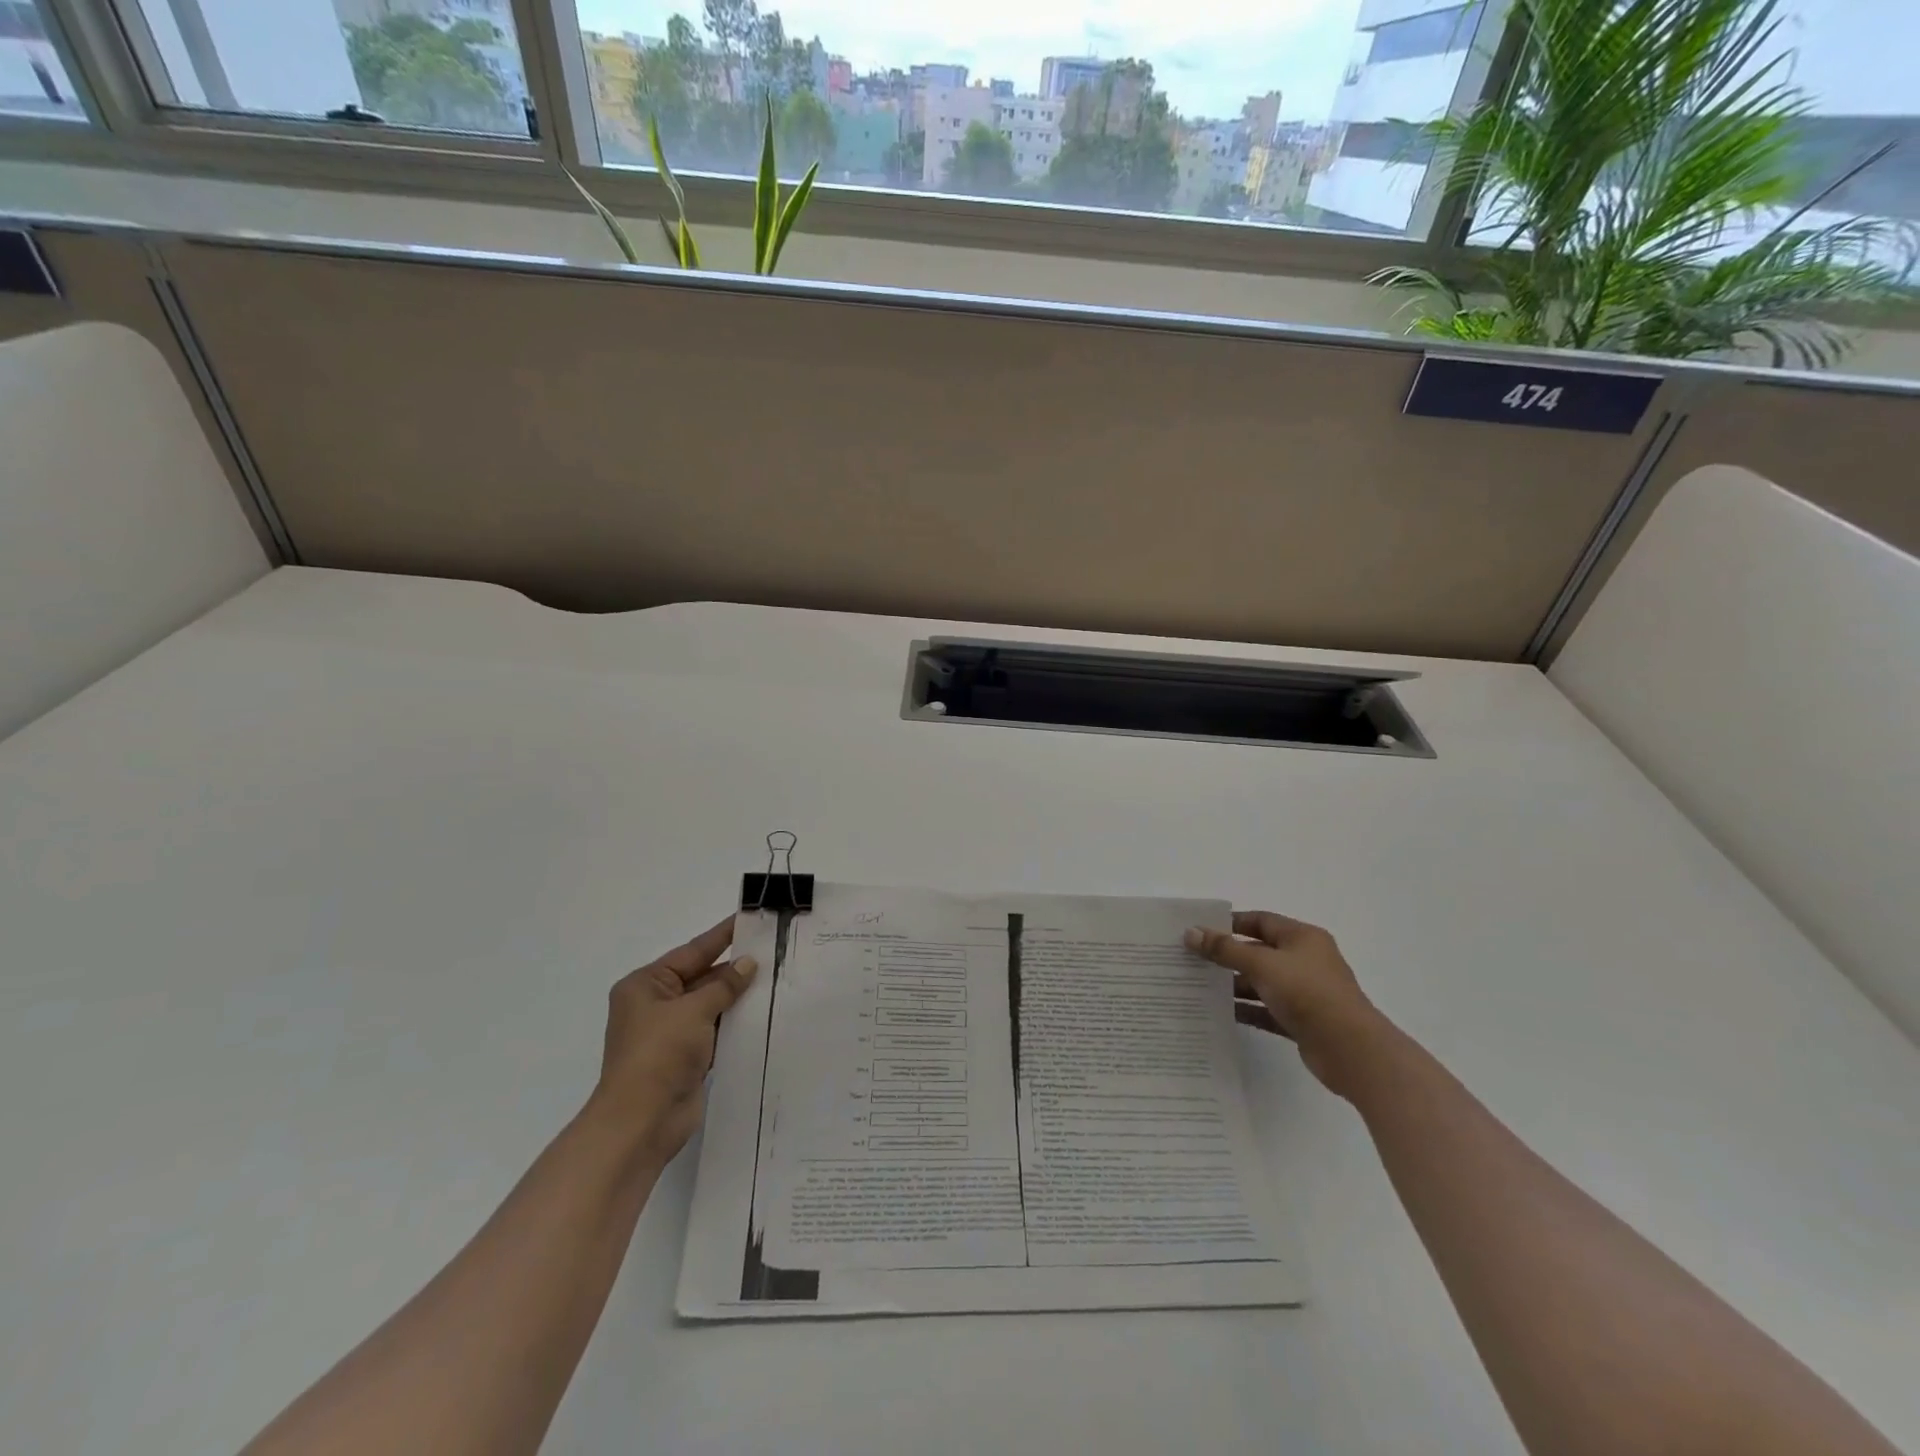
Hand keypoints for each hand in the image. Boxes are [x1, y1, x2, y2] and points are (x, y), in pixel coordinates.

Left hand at [589, 916, 756, 1170]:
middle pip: (702, 977)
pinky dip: (736, 1022)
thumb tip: (748, 964)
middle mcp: (656, 1004)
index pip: (692, 951)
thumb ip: (724, 985)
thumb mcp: (693, 1011)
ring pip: (711, 1004)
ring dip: (738, 996)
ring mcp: (671, 1032)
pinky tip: (764, 1013)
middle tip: (773, 950)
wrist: (640, 1123)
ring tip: (777, 977)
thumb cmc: (659, 1055)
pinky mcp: (686, 1057)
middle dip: (735, 968)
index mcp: (646, 985)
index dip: (722, 935)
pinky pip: (716, 1030)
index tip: (749, 918)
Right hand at [1186, 911, 1387, 1096]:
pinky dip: (1247, 1010)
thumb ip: (1225, 949)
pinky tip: (1221, 1013)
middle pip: (1258, 952)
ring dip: (1234, 984)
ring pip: (1262, 982)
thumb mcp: (1261, 964)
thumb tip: (1191, 933)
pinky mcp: (1302, 1021)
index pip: (1260, 921)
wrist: (1350, 1050)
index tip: (1200, 930)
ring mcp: (1305, 993)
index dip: (1230, 923)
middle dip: (1227, 956)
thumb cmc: (1307, 993)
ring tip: (1199, 987)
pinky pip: (1267, 1010)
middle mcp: (1305, 961)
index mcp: (1302, 938)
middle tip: (1192, 959)